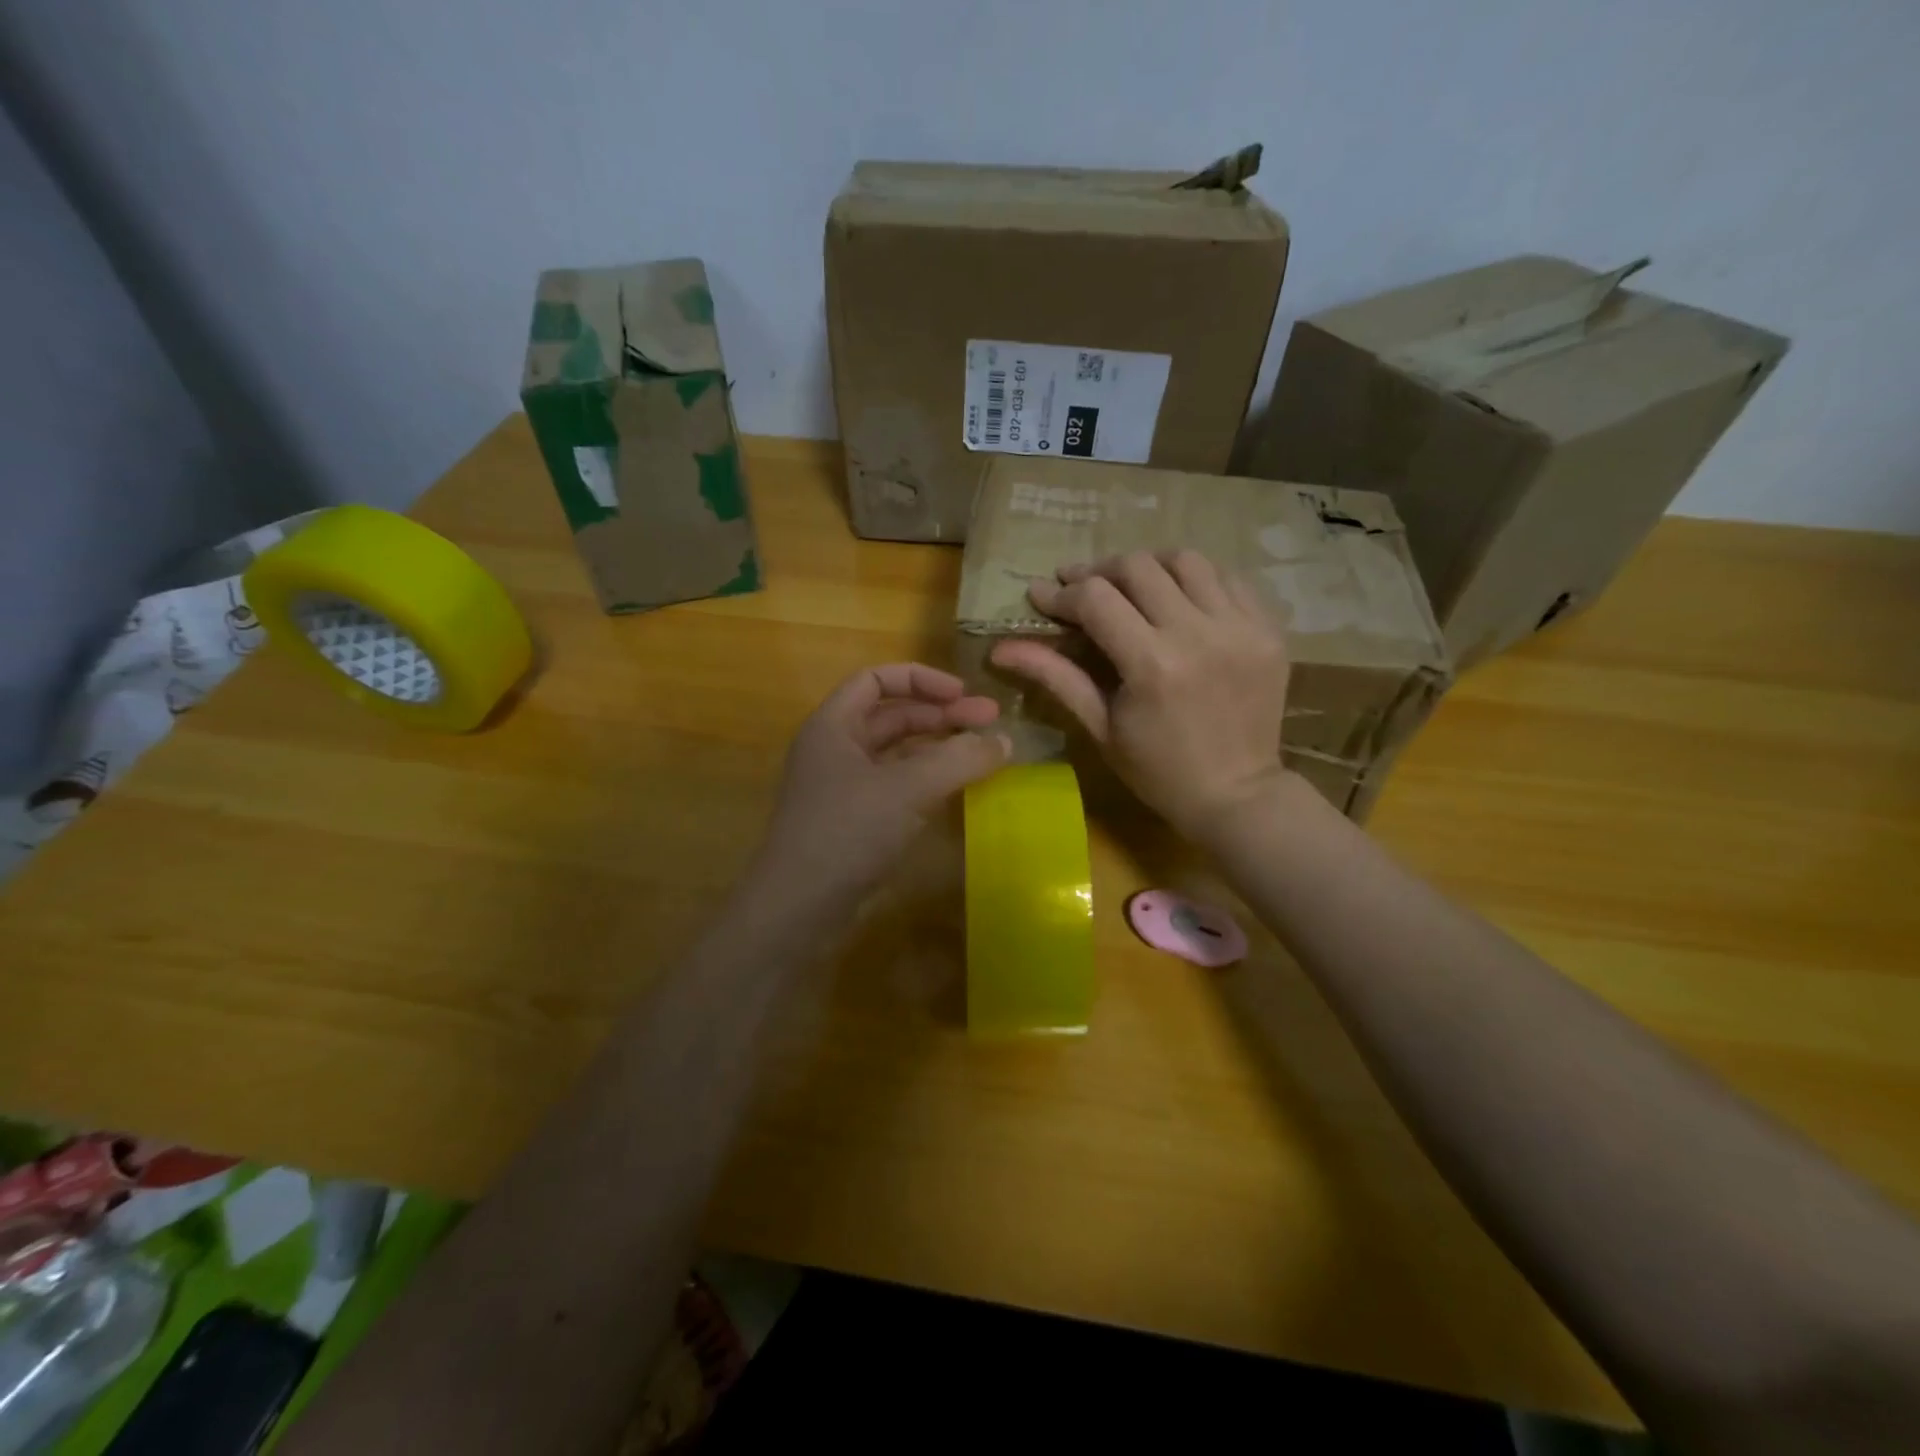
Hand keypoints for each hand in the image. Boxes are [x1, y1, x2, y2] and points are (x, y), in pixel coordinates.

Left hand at [759, 664, 1007, 899]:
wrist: (799, 909)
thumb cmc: (847, 832)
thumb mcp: (907, 789)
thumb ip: (959, 759)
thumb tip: (1005, 740)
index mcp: (833, 726)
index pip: (877, 680)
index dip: (922, 679)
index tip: (964, 694)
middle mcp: (836, 749)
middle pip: (892, 716)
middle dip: (941, 715)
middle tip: (990, 725)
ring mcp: (844, 788)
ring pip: (897, 754)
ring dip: (938, 749)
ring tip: (981, 755)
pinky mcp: (855, 822)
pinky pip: (896, 787)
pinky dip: (927, 781)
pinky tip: (956, 790)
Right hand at [990, 551, 1290, 838]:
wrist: (1237, 795)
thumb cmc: (1157, 771)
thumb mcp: (1100, 727)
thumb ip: (1055, 677)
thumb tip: (1000, 648)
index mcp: (1153, 665)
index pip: (1096, 599)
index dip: (1062, 593)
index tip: (1042, 595)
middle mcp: (1199, 634)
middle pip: (1139, 567)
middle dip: (1099, 572)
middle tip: (1081, 588)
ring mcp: (1242, 628)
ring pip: (1186, 561)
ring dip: (1149, 566)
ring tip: (1130, 585)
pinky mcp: (1268, 630)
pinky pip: (1228, 579)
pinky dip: (1196, 580)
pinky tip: (1178, 599)